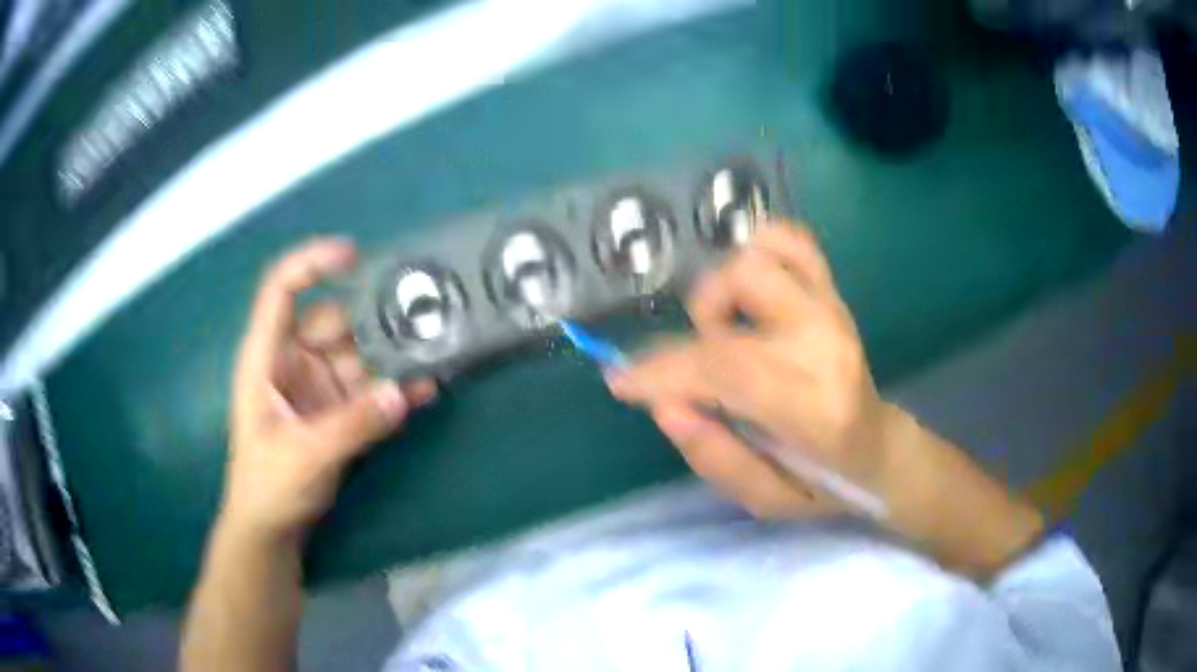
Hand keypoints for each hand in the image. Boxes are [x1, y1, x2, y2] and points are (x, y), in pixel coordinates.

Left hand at [222, 238, 435, 544]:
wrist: (272, 528)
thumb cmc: (268, 484)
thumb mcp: (304, 454)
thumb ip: (351, 425)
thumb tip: (400, 391)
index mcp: (267, 357)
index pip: (281, 290)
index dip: (311, 263)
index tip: (354, 256)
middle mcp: (294, 362)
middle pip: (335, 322)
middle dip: (373, 321)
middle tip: (422, 321)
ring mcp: (320, 387)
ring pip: (359, 354)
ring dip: (392, 356)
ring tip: (434, 354)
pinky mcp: (340, 411)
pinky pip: (372, 389)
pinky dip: (395, 388)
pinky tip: (424, 390)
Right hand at [606, 223, 894, 518]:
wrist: (878, 448)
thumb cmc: (823, 482)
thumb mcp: (766, 500)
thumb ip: (715, 457)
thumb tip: (665, 402)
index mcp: (815, 405)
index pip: (724, 365)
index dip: (661, 370)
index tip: (621, 382)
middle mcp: (825, 342)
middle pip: (735, 294)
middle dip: (693, 336)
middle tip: (699, 374)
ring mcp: (831, 308)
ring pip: (755, 258)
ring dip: (721, 292)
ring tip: (725, 333)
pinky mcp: (832, 291)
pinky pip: (788, 241)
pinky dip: (755, 252)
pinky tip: (745, 293)